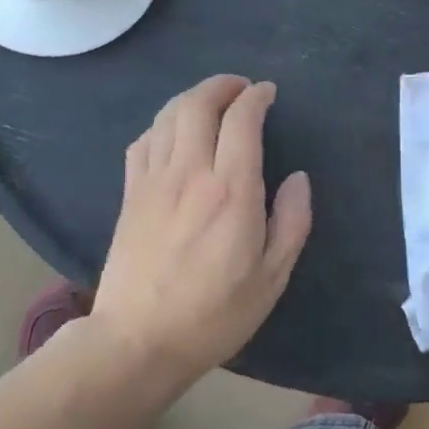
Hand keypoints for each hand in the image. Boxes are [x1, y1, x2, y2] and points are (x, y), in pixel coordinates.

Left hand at [92, 75, 311, 382]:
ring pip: (167, 116)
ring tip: (211, 102)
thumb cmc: (214, 314)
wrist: (137, 342)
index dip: (256, 97)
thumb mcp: (272, 277)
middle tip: (241, 88)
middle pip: (198, 103)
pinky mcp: (130, 195)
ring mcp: (153, 181)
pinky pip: (143, 141)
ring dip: (192, 98)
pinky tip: (172, 134)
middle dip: (222, 85)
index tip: (268, 93)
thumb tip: (298, 178)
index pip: (241, 119)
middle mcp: (190, 173)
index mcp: (231, 190)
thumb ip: (292, 221)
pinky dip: (162, 124)